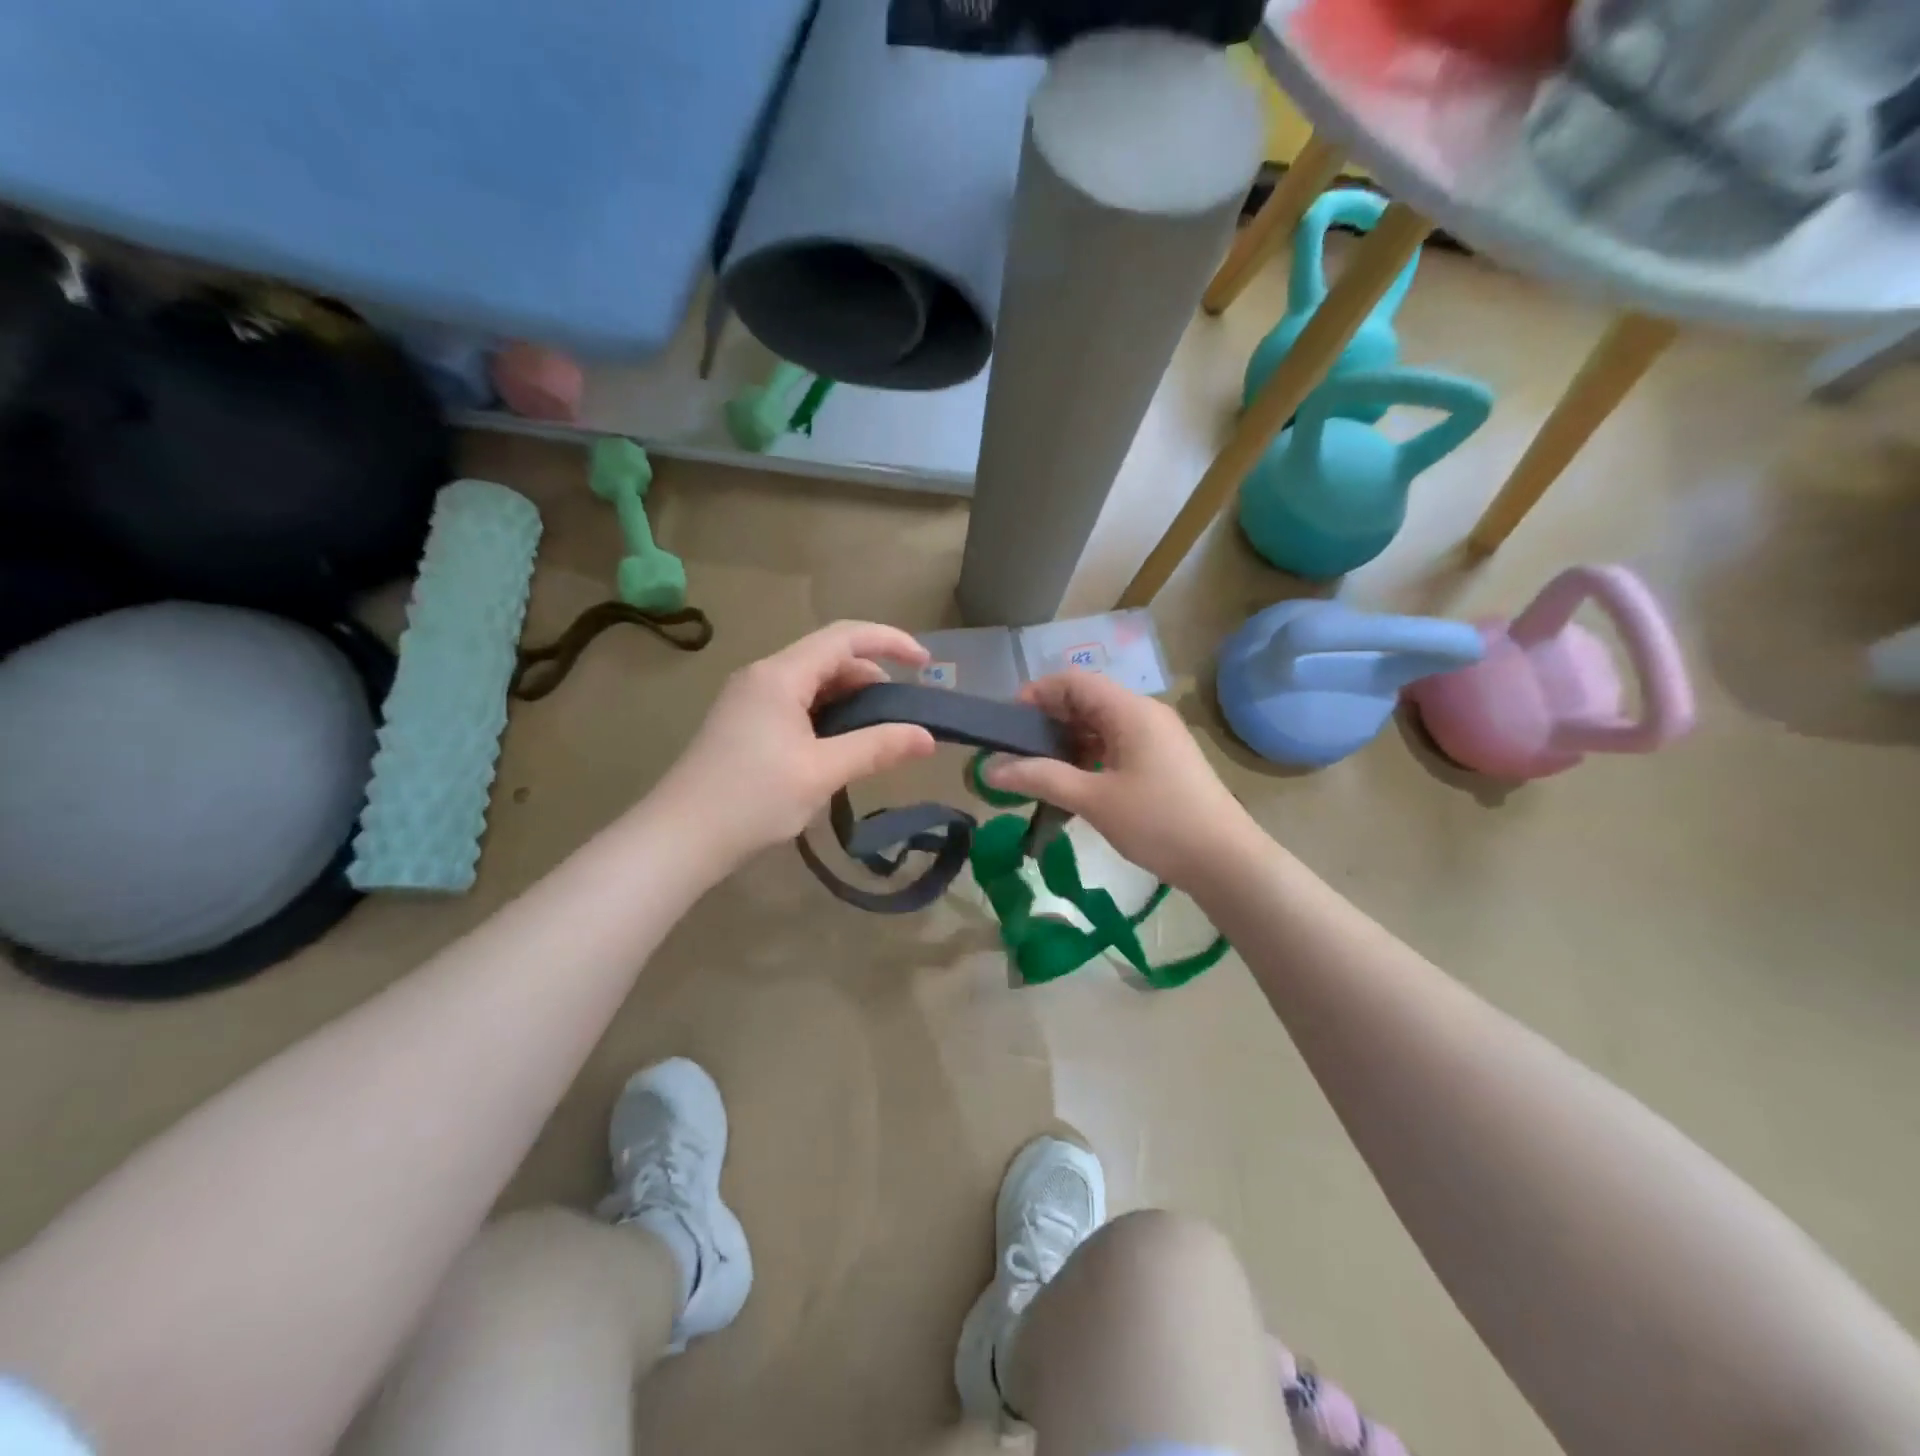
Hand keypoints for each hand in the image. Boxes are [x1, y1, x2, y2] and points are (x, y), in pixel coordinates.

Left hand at [654, 621, 936, 867]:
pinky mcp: (743, 723)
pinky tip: (838, 746)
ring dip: (849, 698)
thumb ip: (877, 748)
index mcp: (780, 675)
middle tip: (902, 714)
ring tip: (876, 733)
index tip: (926, 663)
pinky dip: (826, 714)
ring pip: (812, 682)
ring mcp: (748, 699)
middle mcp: (763, 675)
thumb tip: (927, 737)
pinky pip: (795, 703)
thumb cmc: (752, 799)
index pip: (844, 636)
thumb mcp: (822, 772)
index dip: (890, 642)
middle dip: (872, 676)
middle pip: (828, 657)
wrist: (678, 839)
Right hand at [984, 670, 1260, 890]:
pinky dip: (1089, 755)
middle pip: (1087, 700)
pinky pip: (1117, 744)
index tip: (1008, 724)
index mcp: (1131, 711)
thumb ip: (1041, 778)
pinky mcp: (1162, 760)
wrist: (1226, 861)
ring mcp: (1157, 737)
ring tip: (1039, 771)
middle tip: (1016, 752)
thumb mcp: (1094, 800)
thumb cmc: (1159, 823)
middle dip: (1048, 721)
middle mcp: (1145, 714)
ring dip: (1068, 741)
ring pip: (1101, 725)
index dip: (1037, 694)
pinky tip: (1073, 783)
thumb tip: (989, 768)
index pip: (1074, 681)